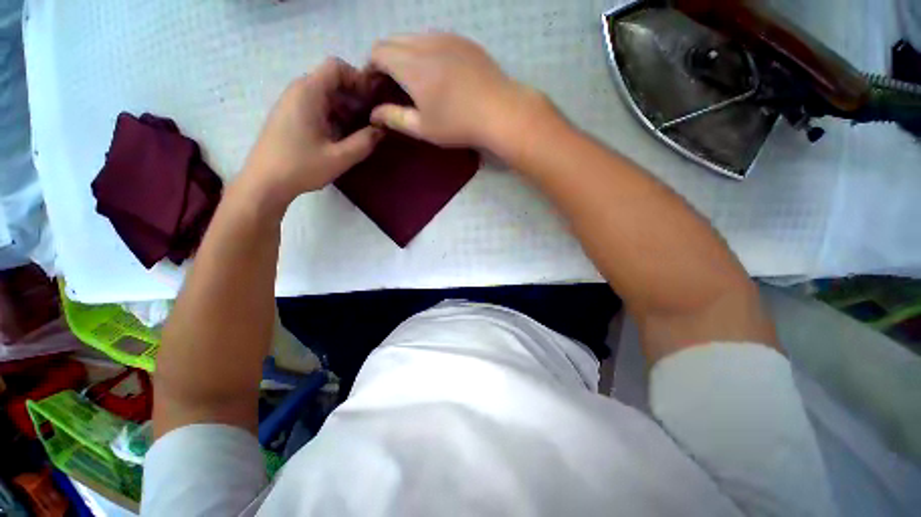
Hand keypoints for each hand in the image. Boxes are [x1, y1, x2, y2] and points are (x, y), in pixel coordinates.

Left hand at [241, 58, 383, 204]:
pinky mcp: (290, 115)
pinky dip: (333, 116)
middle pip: (332, 81)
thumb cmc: (301, 167)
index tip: (373, 102)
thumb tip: (382, 129)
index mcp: (309, 93)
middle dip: (355, 98)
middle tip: (371, 121)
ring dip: (345, 109)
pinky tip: (341, 137)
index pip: (336, 67)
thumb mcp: (340, 157)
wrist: (265, 182)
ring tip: (359, 132)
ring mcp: (292, 103)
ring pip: (325, 95)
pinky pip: (316, 106)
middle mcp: (298, 91)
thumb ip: (365, 142)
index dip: (358, 79)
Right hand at [369, 33, 542, 148]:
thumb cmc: (459, 124)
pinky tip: (438, 72)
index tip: (376, 87)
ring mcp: (447, 38)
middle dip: (386, 60)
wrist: (500, 111)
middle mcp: (426, 42)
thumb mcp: (423, 128)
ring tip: (416, 79)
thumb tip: (373, 114)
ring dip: (406, 54)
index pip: (378, 52)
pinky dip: (427, 51)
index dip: (371, 68)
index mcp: (411, 64)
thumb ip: (395, 118)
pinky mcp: (464, 41)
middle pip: (394, 41)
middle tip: (393, 85)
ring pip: (415, 37)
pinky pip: (436, 39)